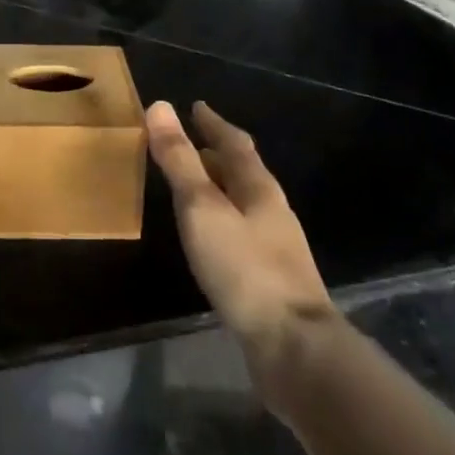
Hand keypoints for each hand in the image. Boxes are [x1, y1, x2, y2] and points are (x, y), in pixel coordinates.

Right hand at [146, 101, 338, 417]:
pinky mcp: (271, 280)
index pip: (235, 143)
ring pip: (243, 204)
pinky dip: (222, 221)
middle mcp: (272, 212)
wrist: (294, 349)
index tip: (196, 106)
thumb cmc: (244, 269)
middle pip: (243, 172)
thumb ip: (180, 160)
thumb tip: (160, 106)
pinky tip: (210, 238)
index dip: (213, 123)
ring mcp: (275, 248)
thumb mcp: (202, 208)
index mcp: (259, 188)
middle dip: (217, 155)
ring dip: (220, 189)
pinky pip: (241, 234)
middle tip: (189, 143)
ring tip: (194, 186)